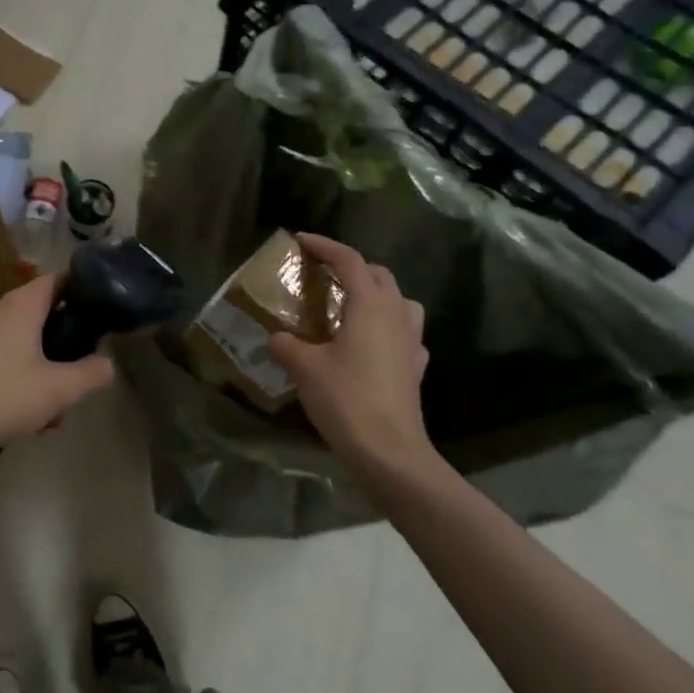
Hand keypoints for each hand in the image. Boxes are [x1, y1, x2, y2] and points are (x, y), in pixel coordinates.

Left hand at [0, 273, 115, 475]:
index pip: (57, 279)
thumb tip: (107, 363)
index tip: (104, 308)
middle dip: (64, 342)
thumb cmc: (2, 398)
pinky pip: (4, 356)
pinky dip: (20, 376)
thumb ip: (91, 373)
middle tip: (81, 372)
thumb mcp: (59, 390)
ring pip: (23, 340)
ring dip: (43, 368)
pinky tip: (26, 415)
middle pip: (42, 312)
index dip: (82, 289)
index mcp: (20, 305)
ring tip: (53, 410)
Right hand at [266, 234, 442, 482]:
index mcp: (370, 305)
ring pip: (398, 301)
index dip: (324, 246)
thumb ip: (286, 344)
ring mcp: (411, 341)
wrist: (389, 451)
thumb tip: (277, 338)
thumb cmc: (345, 399)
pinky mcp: (415, 367)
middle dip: (351, 267)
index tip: (301, 240)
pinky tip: (367, 344)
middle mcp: (396, 314)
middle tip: (321, 275)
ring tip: (348, 306)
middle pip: (378, 275)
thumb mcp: (304, 367)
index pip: (349, 260)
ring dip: (375, 294)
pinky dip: (385, 326)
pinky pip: (403, 332)